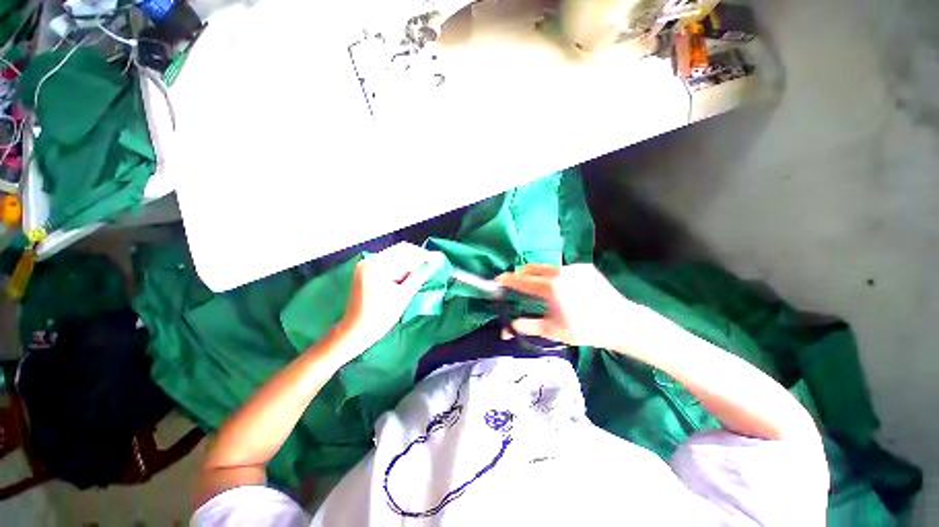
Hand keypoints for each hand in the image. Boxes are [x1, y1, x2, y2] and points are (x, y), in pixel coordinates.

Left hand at [337, 242, 439, 352]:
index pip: (406, 252)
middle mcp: (370, 260)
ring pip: (395, 255)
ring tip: (422, 272)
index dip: (424, 255)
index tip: (439, 259)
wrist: (356, 330)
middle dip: (417, 257)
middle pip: (400, 250)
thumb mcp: (403, 296)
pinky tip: (408, 276)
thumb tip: (434, 264)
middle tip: (432, 265)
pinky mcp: (366, 269)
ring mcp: (366, 264)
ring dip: (409, 262)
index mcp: (377, 266)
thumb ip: (419, 276)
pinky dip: (400, 267)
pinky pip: (388, 262)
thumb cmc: (380, 316)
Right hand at [497, 264, 638, 348]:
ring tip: (537, 285)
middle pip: (534, 269)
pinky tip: (561, 286)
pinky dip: (556, 275)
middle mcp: (560, 272)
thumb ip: (528, 327)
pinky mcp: (585, 267)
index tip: (499, 278)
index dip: (510, 280)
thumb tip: (508, 328)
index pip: (523, 281)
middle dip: (523, 274)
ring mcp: (574, 268)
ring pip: (548, 267)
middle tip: (517, 282)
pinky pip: (564, 269)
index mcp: (551, 287)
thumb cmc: (584, 329)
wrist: (620, 322)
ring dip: (539, 274)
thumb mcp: (554, 331)